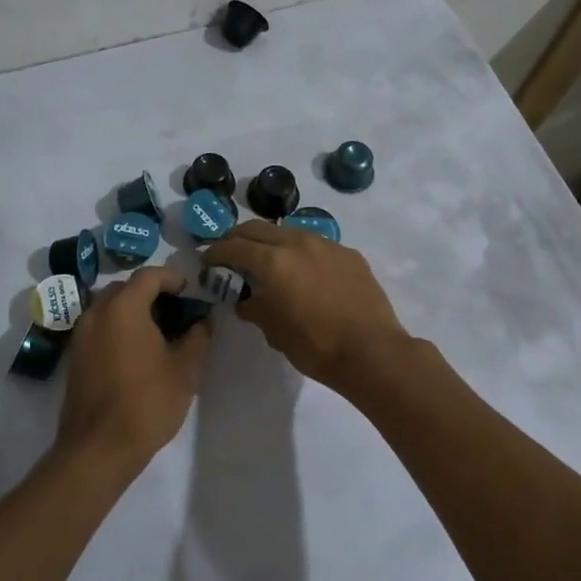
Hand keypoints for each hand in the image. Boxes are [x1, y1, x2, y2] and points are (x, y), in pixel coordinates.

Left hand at [55, 266, 212, 477]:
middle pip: (126, 287)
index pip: (149, 276)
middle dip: (152, 292)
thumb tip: (203, 320)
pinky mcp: (76, 355)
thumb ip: (198, 337)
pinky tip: (138, 351)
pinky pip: (100, 326)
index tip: (191, 292)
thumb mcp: (185, 370)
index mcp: (123, 308)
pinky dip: (119, 326)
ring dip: (134, 309)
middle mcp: (97, 312)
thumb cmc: (147, 403)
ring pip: (110, 306)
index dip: (173, 278)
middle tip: (177, 310)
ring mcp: (81, 334)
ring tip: (160, 331)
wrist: (98, 448)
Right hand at [203, 221, 409, 393]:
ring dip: (271, 241)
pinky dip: (301, 252)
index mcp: (273, 261)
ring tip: (267, 259)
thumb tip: (246, 301)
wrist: (372, 352)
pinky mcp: (349, 254)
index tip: (208, 260)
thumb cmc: (315, 345)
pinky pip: (316, 245)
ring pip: (289, 232)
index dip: (216, 252)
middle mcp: (298, 242)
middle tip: (230, 252)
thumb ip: (254, 308)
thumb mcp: (274, 331)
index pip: (234, 247)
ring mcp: (327, 245)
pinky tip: (304, 272)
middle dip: (239, 238)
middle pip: (258, 228)